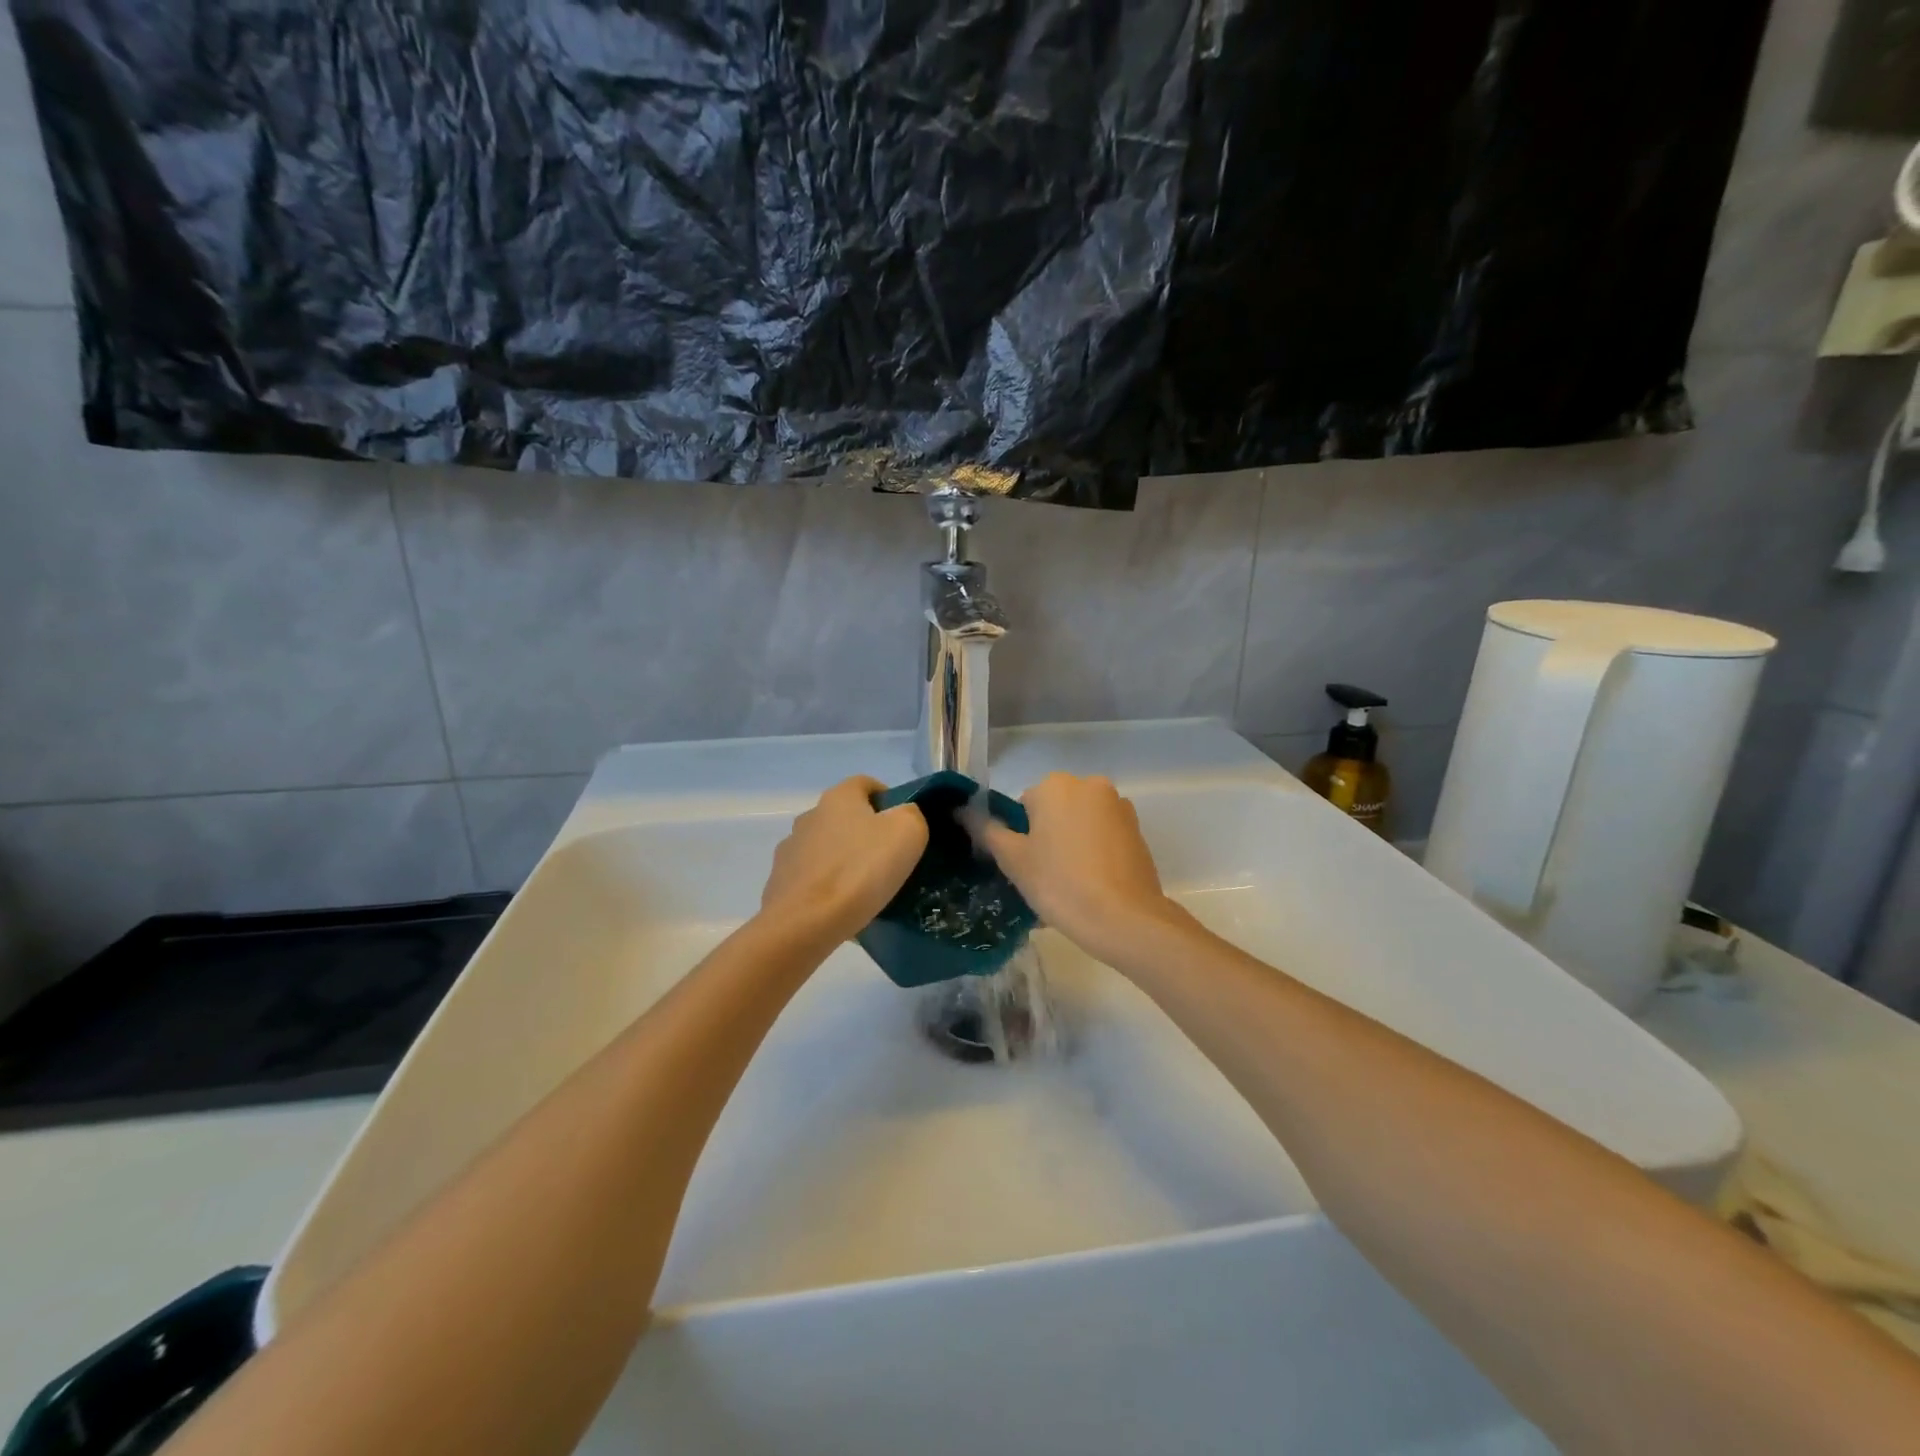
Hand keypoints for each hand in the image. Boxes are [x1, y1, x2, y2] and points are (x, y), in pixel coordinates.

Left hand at [759, 776, 928, 944]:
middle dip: (865, 833)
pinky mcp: (780, 883)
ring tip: (865, 889)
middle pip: (844, 817)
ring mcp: (790, 850)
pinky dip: (827, 887)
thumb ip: (911, 815)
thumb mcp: (908, 833)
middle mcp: (809, 816)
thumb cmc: (861, 870)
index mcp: (838, 798)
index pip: (865, 784)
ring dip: (844, 860)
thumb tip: (903, 816)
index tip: (903, 825)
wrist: (806, 923)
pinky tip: (842, 908)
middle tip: (889, 860)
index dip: (887, 798)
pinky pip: (812, 879)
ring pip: (826, 848)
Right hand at [976, 772, 1187, 961]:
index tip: (1026, 865)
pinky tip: (1093, 884)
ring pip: (1081, 822)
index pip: (1024, 804)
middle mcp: (1090, 785)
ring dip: (1072, 843)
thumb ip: (986, 830)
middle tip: (1044, 875)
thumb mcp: (1013, 859)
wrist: (1124, 919)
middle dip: (1048, 836)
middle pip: (1055, 809)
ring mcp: (1119, 806)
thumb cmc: (1060, 884)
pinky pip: (1104, 836)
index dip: (1021, 836)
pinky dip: (1095, 852)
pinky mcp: (1138, 830)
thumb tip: (962, 809)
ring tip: (1070, 884)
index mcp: (1056, 785)